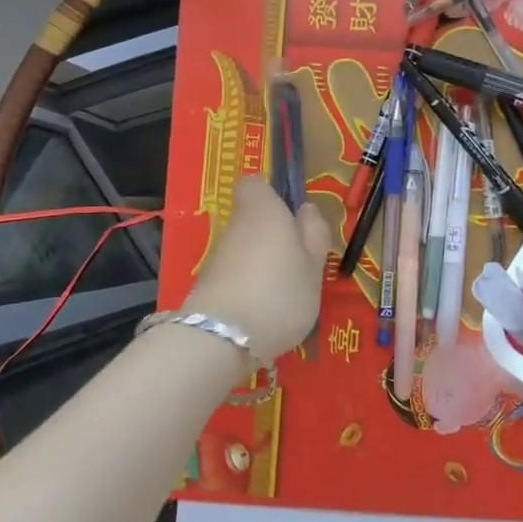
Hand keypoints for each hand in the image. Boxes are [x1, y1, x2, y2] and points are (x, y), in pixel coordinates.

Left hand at [183, 176, 332, 365]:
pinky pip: (236, 277)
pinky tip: (265, 314)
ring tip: (287, 296)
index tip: (293, 216)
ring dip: (264, 266)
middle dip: (274, 238)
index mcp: (263, 210)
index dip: (273, 194)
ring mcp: (218, 258)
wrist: (221, 339)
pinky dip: (250, 289)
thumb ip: (314, 233)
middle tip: (301, 265)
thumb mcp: (314, 264)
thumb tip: (306, 209)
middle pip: (253, 220)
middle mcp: (235, 226)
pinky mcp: (208, 287)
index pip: (254, 183)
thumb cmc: (280, 292)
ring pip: (246, 250)